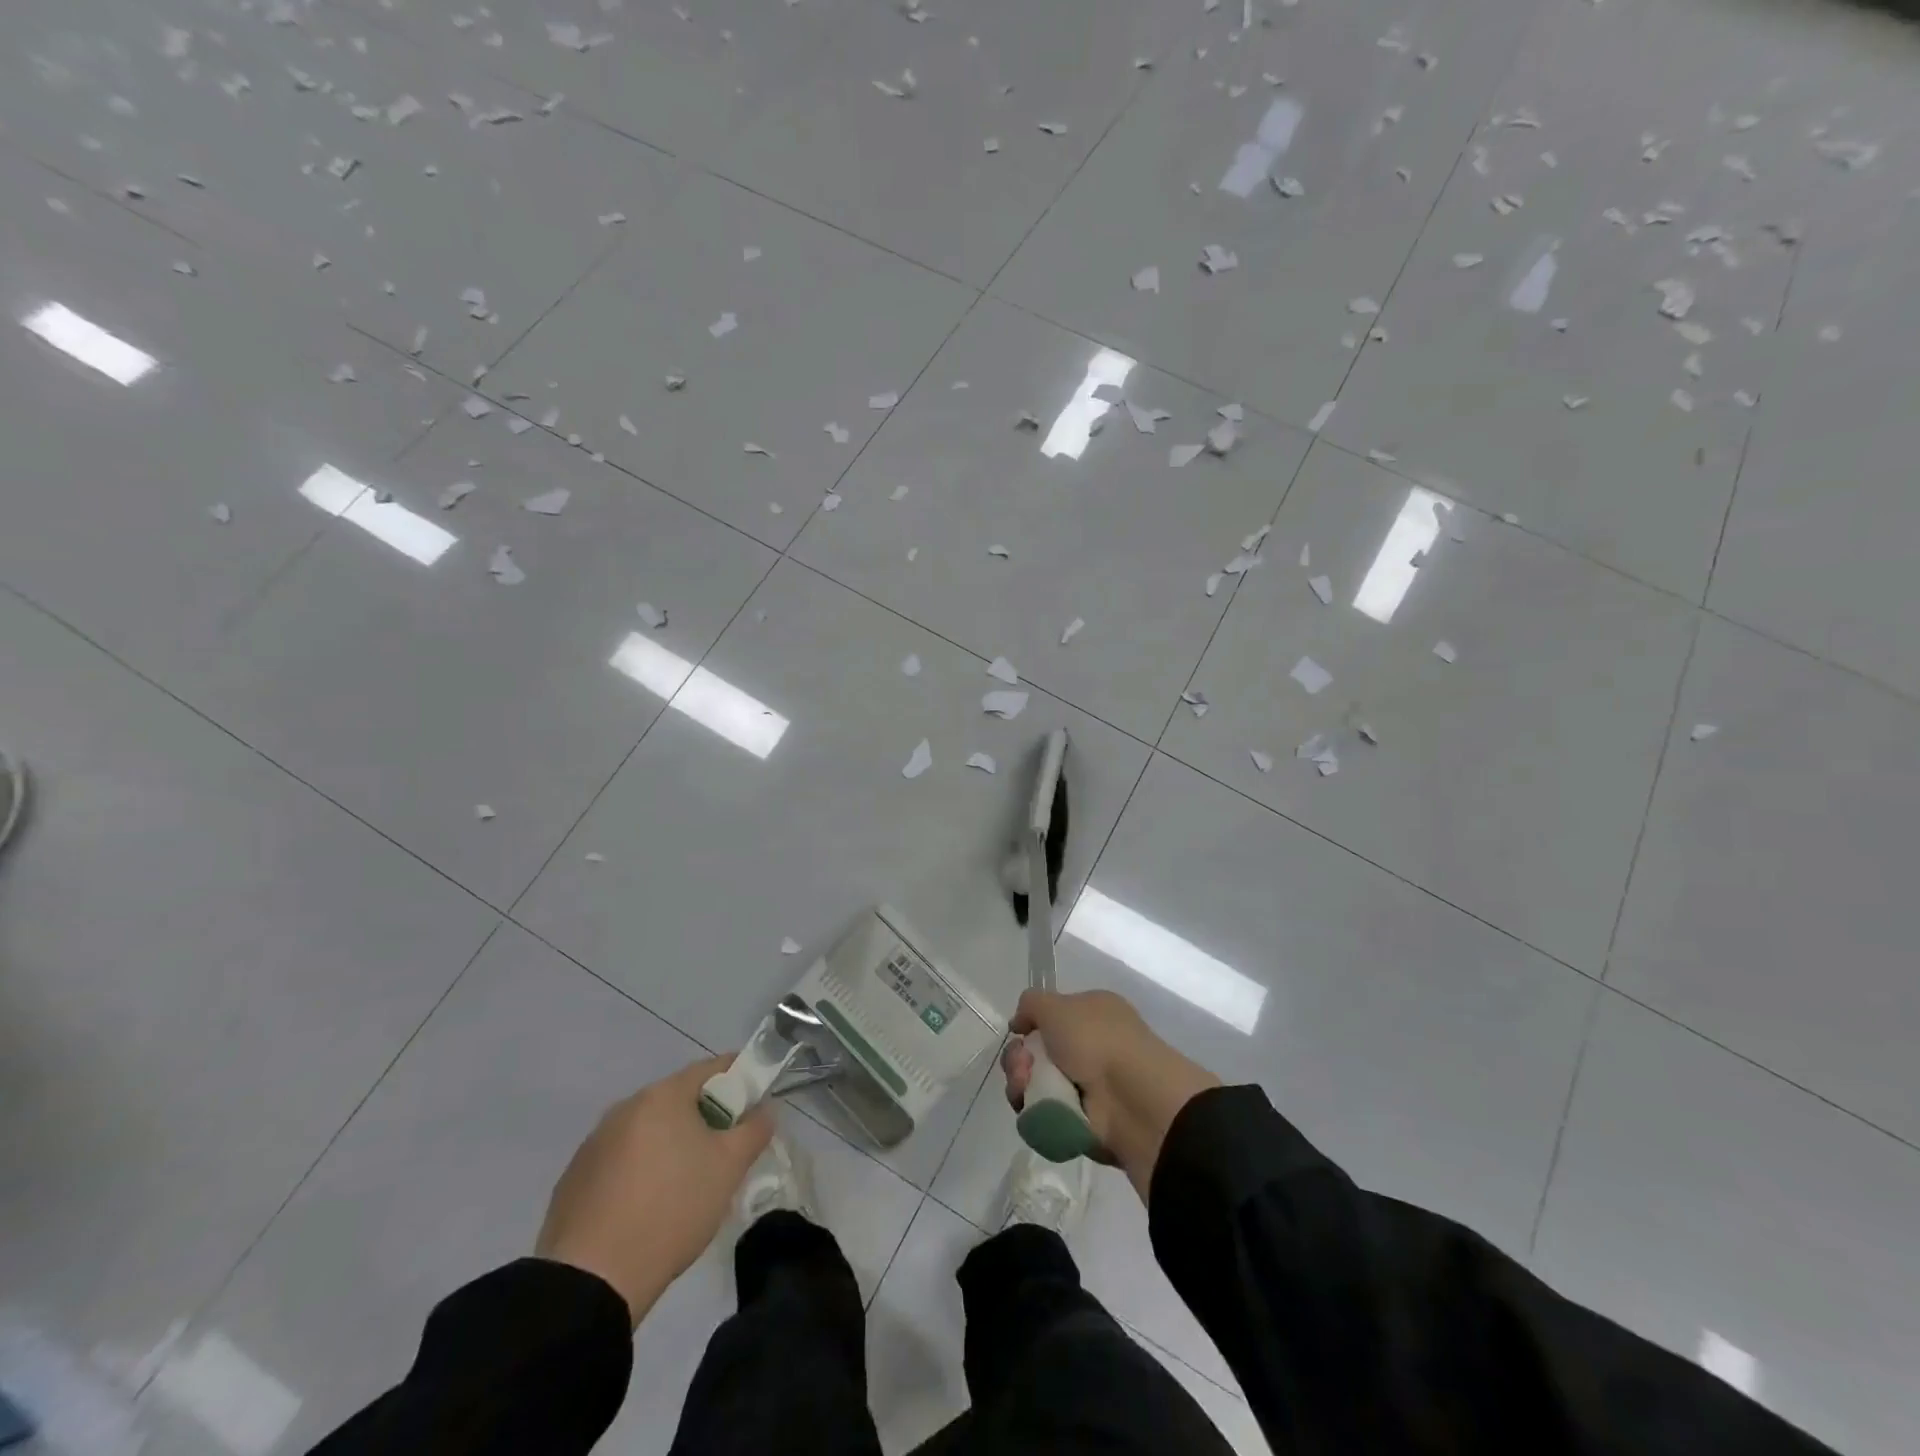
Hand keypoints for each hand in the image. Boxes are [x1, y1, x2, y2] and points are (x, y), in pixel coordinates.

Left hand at [536, 1056, 771, 1327]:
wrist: (591, 1281)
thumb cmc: (672, 1209)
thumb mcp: (729, 1168)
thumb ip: (754, 1129)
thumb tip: (762, 1110)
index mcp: (663, 1095)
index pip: (712, 1068)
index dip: (739, 1079)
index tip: (755, 1104)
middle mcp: (625, 1107)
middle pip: (678, 1100)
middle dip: (705, 1118)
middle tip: (724, 1153)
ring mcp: (594, 1143)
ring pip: (647, 1131)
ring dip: (670, 1145)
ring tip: (685, 1187)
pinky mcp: (573, 1180)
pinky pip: (620, 1162)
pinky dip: (639, 1172)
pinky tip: (646, 1209)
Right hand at [1003, 989, 1219, 1198]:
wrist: (1130, 1097)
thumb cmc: (1096, 1039)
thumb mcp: (1056, 1004)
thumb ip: (1031, 1004)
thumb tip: (1020, 1023)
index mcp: (1093, 1014)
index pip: (1051, 1018)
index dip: (1030, 1026)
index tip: (1018, 1032)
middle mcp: (1090, 1048)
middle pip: (1035, 1053)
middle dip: (1018, 1058)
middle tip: (1022, 1065)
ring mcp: (1086, 1087)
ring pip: (1034, 1083)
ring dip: (1021, 1083)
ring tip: (1025, 1086)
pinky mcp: (1079, 1121)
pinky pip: (1043, 1114)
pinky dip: (1033, 1110)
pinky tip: (1035, 1105)